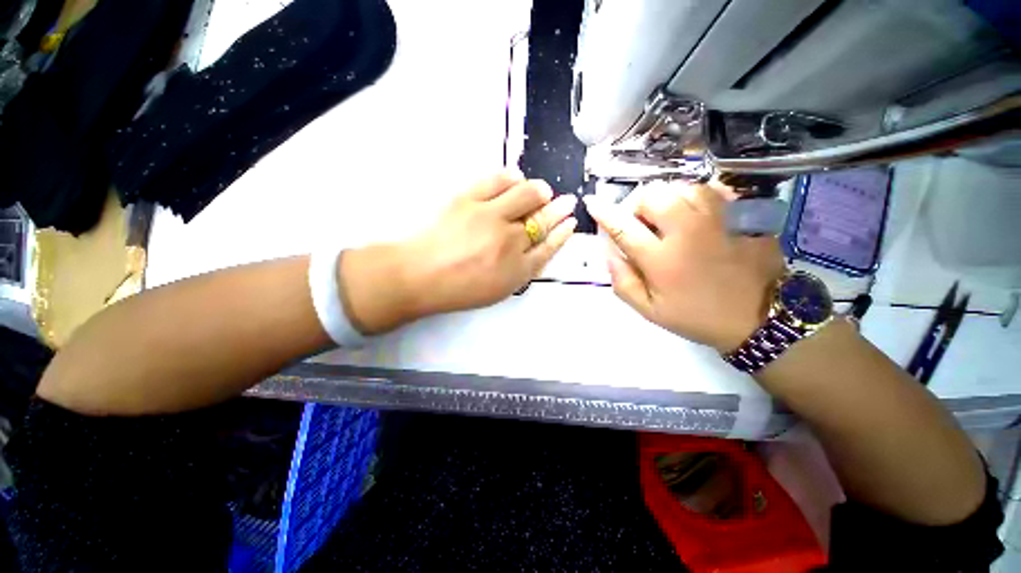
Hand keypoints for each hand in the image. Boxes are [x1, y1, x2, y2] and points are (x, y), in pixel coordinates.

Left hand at [341, 172, 576, 333]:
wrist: (418, 276)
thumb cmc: (458, 289)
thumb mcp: (498, 290)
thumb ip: (521, 270)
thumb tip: (537, 248)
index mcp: (517, 269)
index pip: (549, 247)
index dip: (562, 233)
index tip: (571, 222)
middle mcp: (510, 242)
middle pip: (544, 219)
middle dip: (560, 209)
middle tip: (567, 201)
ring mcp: (490, 217)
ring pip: (527, 195)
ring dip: (539, 191)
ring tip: (541, 190)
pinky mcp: (469, 200)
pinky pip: (499, 180)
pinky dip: (512, 178)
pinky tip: (516, 179)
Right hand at [584, 181, 783, 351]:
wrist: (757, 318)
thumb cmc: (696, 316)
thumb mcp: (649, 310)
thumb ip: (622, 281)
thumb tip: (609, 252)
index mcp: (661, 259)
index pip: (623, 227)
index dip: (604, 213)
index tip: (592, 204)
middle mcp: (688, 231)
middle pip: (652, 195)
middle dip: (637, 205)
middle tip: (640, 223)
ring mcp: (718, 219)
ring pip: (681, 187)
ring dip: (665, 200)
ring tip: (666, 218)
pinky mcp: (741, 215)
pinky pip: (711, 190)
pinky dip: (693, 196)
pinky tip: (693, 213)